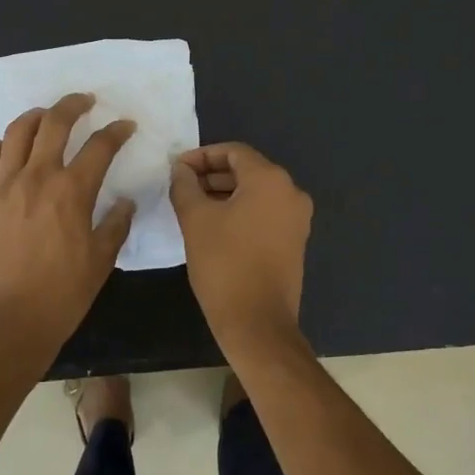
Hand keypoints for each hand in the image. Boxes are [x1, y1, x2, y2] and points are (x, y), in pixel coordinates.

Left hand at [0, 93, 135, 363]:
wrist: (7, 323)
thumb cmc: (61, 295)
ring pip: (16, 133)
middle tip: (85, 101)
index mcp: (72, 191)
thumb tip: (125, 202)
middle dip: (73, 105)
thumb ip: (116, 225)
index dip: (116, 131)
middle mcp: (36, 177)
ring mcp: (2, 186)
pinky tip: (6, 150)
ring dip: (35, 117)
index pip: (100, 146)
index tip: (125, 126)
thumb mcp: (101, 261)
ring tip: (45, 116)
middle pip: (54, 123)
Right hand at [169, 142, 312, 349]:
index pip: (234, 152)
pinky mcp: (295, 241)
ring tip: (193, 206)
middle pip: (247, 170)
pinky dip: (241, 211)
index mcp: (270, 180)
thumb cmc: (224, 263)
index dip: (202, 156)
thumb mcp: (195, 219)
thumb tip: (181, 169)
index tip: (176, 169)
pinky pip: (265, 213)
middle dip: (212, 175)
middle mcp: (291, 192)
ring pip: (256, 193)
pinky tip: (215, 226)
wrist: (257, 322)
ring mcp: (297, 218)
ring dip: (224, 194)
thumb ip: (185, 185)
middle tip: (182, 186)